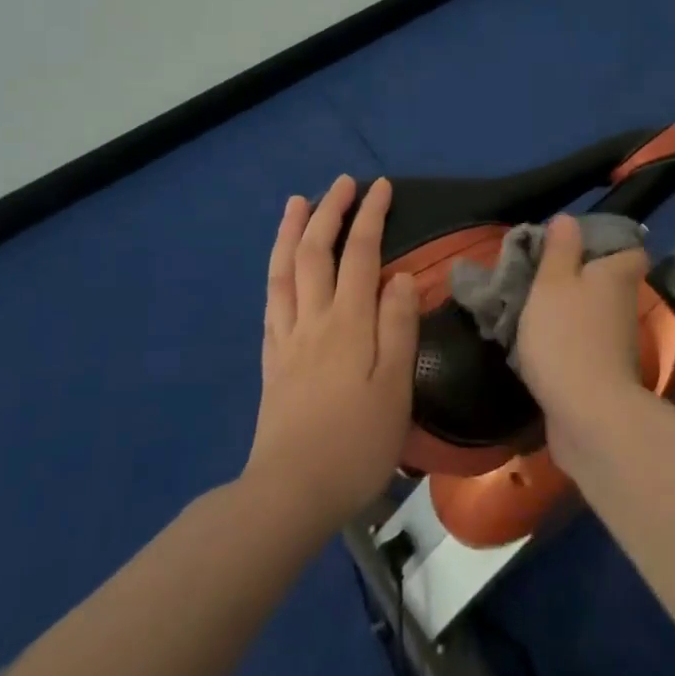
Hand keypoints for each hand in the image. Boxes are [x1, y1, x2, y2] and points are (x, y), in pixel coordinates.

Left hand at [244, 175, 418, 530]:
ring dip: (292, 231)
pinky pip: (271, 302)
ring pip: (284, 271)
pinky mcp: (272, 361)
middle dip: (329, 212)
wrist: (291, 492)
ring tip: (297, 203)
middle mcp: (313, 319)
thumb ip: (398, 327)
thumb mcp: (394, 388)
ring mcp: (287, 339)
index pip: (360, 254)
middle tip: (342, 183)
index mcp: (348, 323)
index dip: (370, 216)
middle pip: (315, 252)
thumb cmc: (356, 442)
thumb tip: (403, 276)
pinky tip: (279, 268)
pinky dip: (276, 272)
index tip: (380, 186)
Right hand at [514, 213, 650, 464]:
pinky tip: (534, 344)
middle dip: (577, 278)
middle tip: (538, 275)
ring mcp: (616, 343)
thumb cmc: (567, 336)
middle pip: (606, 282)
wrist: (588, 416)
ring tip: (527, 307)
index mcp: (617, 275)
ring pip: (592, 314)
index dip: (608, 244)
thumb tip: (568, 219)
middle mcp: (624, 305)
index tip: (573, 245)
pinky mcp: (603, 374)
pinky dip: (564, 342)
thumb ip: (559, 249)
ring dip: (567, 311)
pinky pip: (582, 345)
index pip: (630, 250)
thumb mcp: (553, 282)